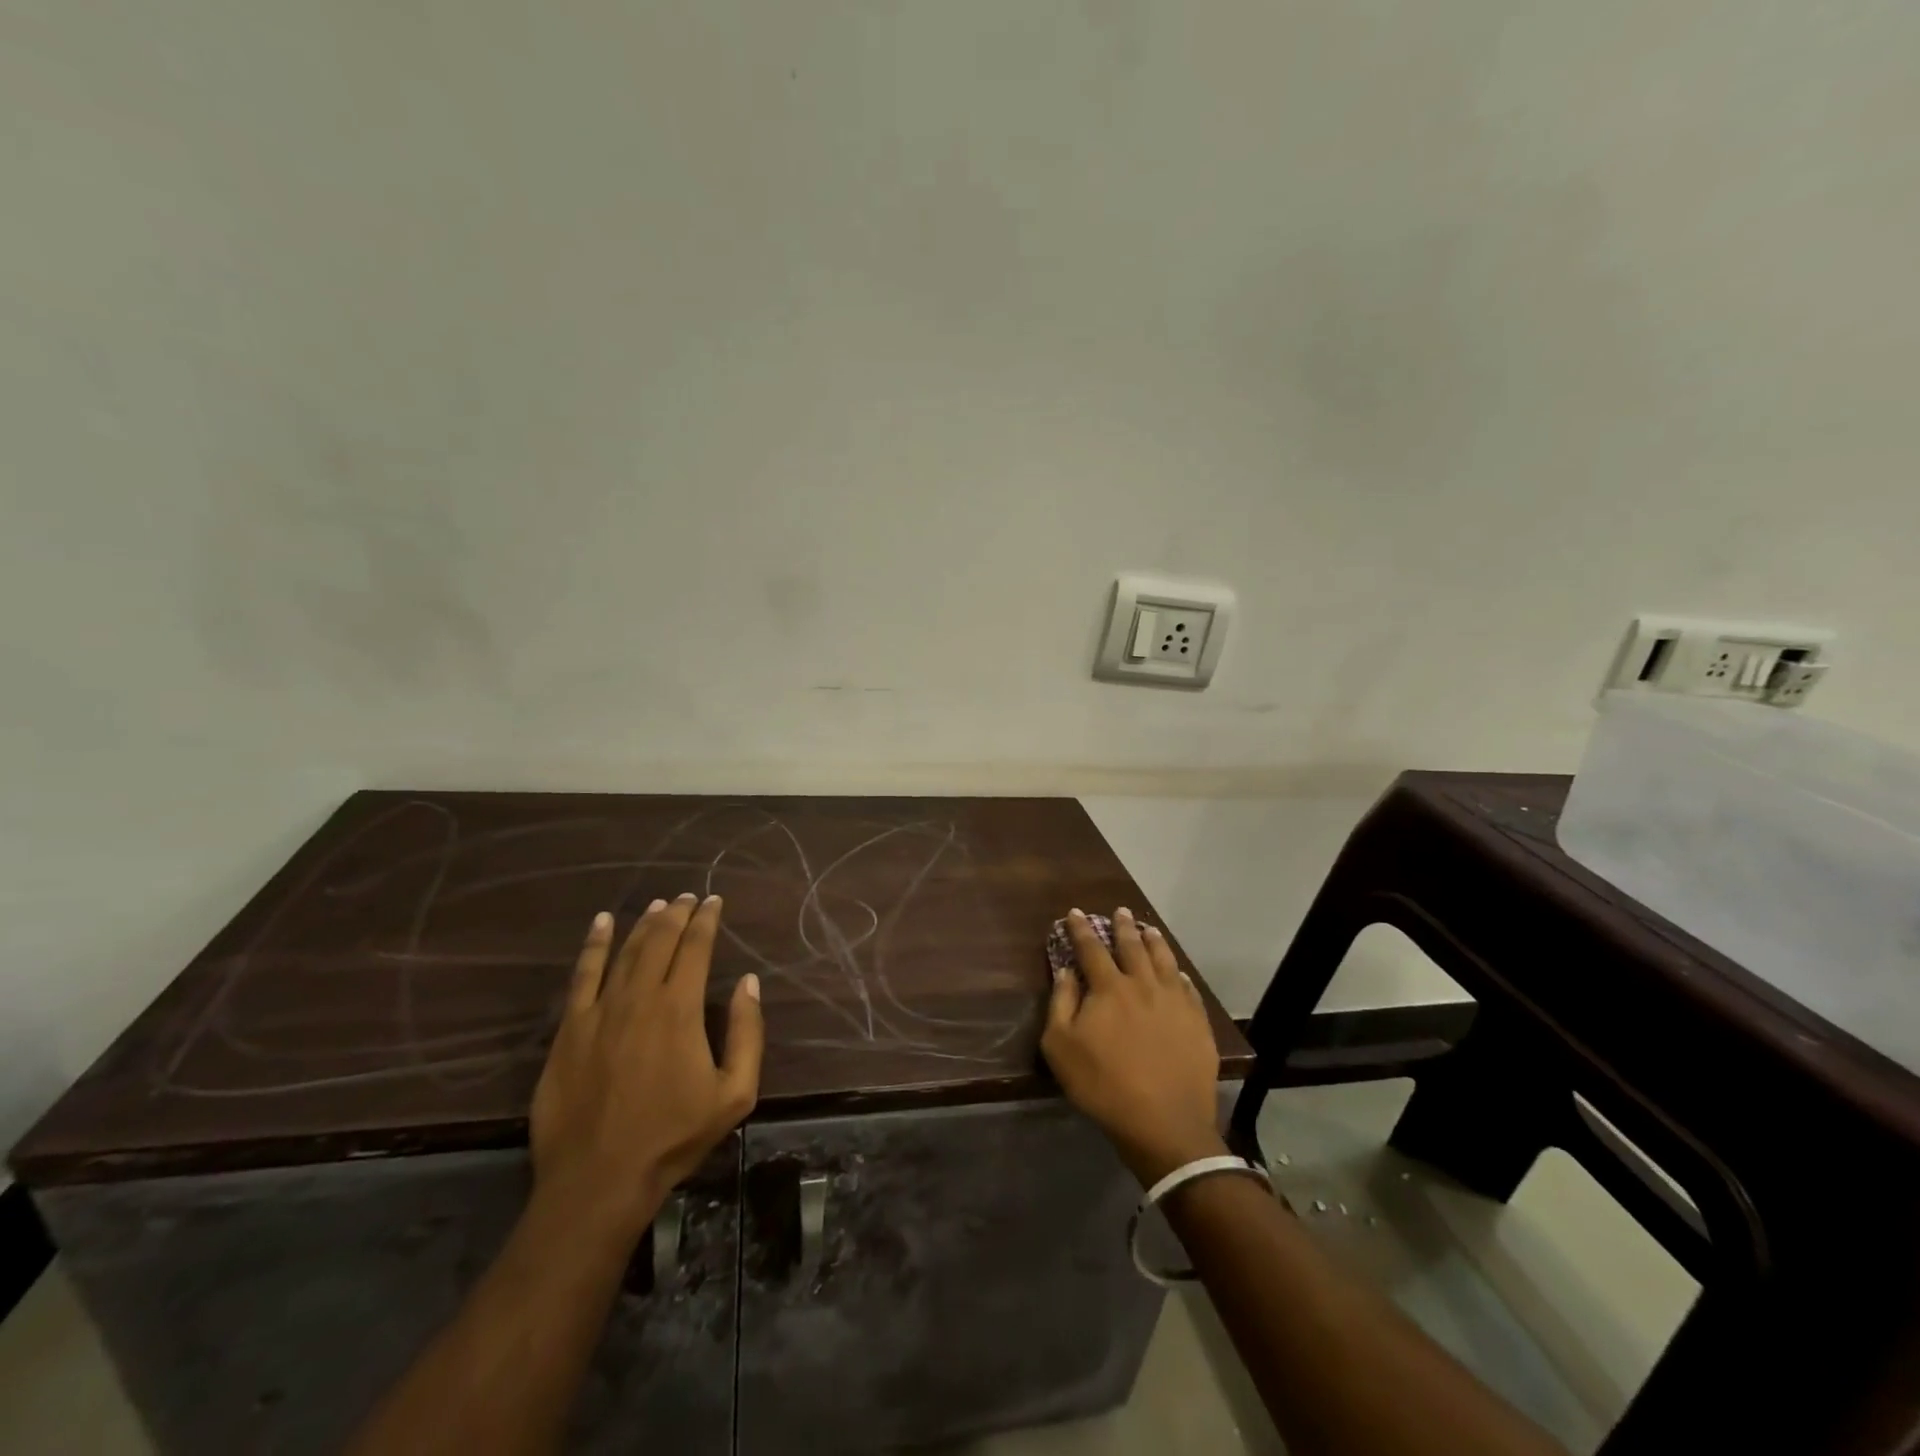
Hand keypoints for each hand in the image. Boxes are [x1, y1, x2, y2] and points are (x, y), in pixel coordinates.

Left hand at [529, 895, 763, 1242]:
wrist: (599, 1179)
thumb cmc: (674, 1136)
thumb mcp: (735, 1093)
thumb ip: (747, 1032)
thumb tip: (749, 982)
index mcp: (680, 1008)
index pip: (696, 947)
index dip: (707, 919)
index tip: (714, 900)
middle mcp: (640, 997)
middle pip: (660, 939)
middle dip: (677, 913)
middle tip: (689, 896)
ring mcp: (599, 1010)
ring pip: (625, 951)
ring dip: (643, 922)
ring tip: (658, 904)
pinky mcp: (569, 1029)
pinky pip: (582, 975)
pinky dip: (594, 944)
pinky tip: (602, 923)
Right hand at [1041, 907, 1224, 1185]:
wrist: (1163, 1122)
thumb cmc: (1103, 1084)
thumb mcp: (1061, 1046)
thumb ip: (1061, 1003)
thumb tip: (1066, 971)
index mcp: (1109, 988)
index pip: (1092, 949)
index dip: (1082, 930)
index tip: (1076, 912)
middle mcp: (1144, 984)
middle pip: (1132, 947)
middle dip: (1123, 927)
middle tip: (1120, 911)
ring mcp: (1175, 1002)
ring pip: (1164, 961)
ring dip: (1154, 942)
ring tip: (1150, 929)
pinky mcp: (1197, 1023)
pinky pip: (1189, 989)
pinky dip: (1180, 974)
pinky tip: (1179, 973)